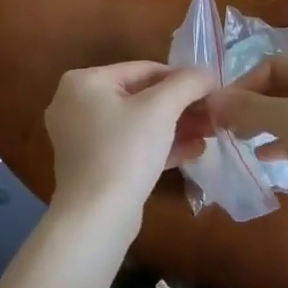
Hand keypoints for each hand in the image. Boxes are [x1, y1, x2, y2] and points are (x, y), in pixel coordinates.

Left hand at [44, 61, 216, 222]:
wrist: (97, 218)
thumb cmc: (126, 150)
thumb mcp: (162, 108)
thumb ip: (187, 83)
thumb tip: (206, 74)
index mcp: (83, 81)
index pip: (144, 69)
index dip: (181, 78)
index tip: (211, 90)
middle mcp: (75, 104)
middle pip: (141, 97)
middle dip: (180, 107)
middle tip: (212, 114)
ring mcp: (81, 137)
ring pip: (138, 123)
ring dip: (175, 126)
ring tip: (209, 133)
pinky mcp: (92, 165)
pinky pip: (130, 145)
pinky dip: (158, 146)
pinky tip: (193, 152)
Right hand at [207, 57, 287, 229]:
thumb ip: (250, 108)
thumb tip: (212, 99)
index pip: (276, 66)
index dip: (245, 84)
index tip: (222, 109)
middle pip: (284, 88)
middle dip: (253, 105)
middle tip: (227, 126)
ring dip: (265, 123)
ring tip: (241, 140)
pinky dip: (283, 142)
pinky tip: (264, 157)